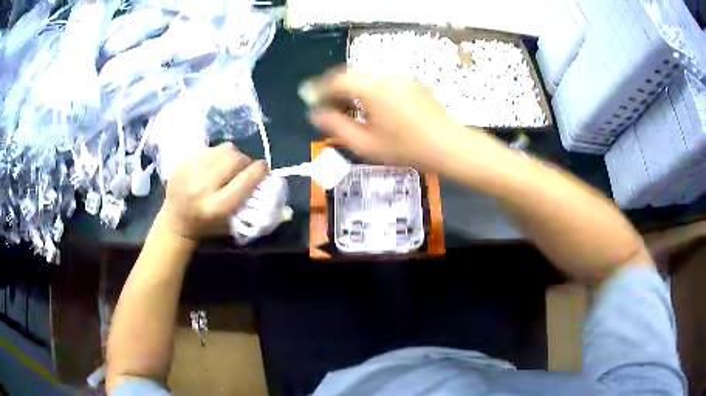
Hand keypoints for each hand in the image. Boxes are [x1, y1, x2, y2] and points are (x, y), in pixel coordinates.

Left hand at [158, 143, 267, 240]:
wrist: (175, 221)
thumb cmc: (208, 226)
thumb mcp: (231, 224)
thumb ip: (250, 204)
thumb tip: (268, 181)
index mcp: (216, 207)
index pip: (245, 180)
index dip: (260, 171)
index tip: (264, 169)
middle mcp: (202, 187)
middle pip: (235, 159)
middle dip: (246, 161)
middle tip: (245, 168)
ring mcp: (190, 171)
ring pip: (224, 149)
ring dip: (232, 155)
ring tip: (230, 164)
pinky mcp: (183, 161)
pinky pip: (210, 148)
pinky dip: (217, 154)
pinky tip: (214, 164)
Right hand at [306, 69, 497, 171]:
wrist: (449, 146)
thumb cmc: (407, 149)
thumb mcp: (367, 145)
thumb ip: (337, 127)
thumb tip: (316, 115)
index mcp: (374, 90)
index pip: (338, 80)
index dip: (322, 89)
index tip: (313, 101)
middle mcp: (387, 77)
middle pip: (353, 76)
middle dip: (337, 90)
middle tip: (331, 109)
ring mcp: (402, 79)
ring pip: (369, 79)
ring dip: (355, 91)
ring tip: (352, 112)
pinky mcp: (412, 84)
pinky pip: (384, 83)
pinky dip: (372, 92)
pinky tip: (375, 110)